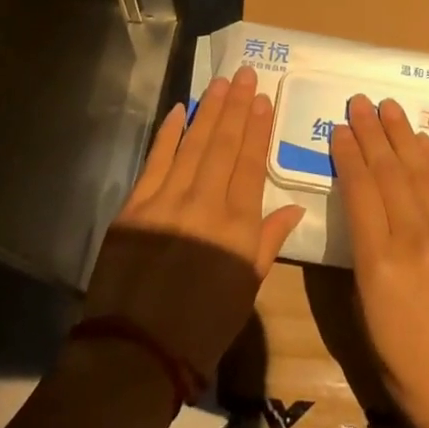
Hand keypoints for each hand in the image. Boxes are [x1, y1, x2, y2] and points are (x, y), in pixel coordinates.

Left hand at [81, 66, 305, 381]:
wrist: (135, 352)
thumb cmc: (201, 329)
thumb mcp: (245, 291)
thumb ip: (267, 243)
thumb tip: (293, 209)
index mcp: (237, 227)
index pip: (251, 165)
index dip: (257, 129)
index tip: (263, 99)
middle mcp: (205, 203)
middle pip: (224, 145)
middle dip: (236, 106)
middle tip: (244, 75)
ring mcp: (168, 200)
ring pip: (194, 143)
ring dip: (209, 110)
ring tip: (221, 83)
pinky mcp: (137, 204)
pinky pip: (157, 159)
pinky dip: (170, 132)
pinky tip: (181, 110)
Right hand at [331, 94, 428, 427]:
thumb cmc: (406, 363)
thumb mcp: (365, 310)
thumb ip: (364, 254)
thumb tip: (367, 211)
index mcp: (379, 263)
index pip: (360, 190)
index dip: (349, 155)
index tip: (341, 130)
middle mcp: (416, 240)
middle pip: (389, 172)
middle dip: (372, 133)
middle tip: (360, 103)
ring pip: (422, 172)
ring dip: (402, 136)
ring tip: (388, 108)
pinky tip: (423, 141)